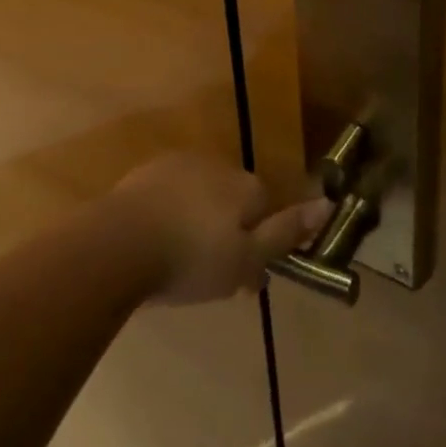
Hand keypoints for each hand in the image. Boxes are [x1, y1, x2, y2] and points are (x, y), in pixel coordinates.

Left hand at [109, 153, 332, 304]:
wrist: (116, 245)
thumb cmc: (190, 258)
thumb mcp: (247, 258)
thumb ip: (287, 232)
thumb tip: (329, 204)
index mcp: (246, 186)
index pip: (266, 208)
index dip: (259, 243)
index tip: (246, 280)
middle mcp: (217, 166)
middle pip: (233, 201)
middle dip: (227, 233)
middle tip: (210, 276)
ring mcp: (178, 166)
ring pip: (200, 197)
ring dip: (197, 223)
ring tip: (179, 265)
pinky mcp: (144, 175)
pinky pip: (167, 196)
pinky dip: (167, 217)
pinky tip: (153, 245)